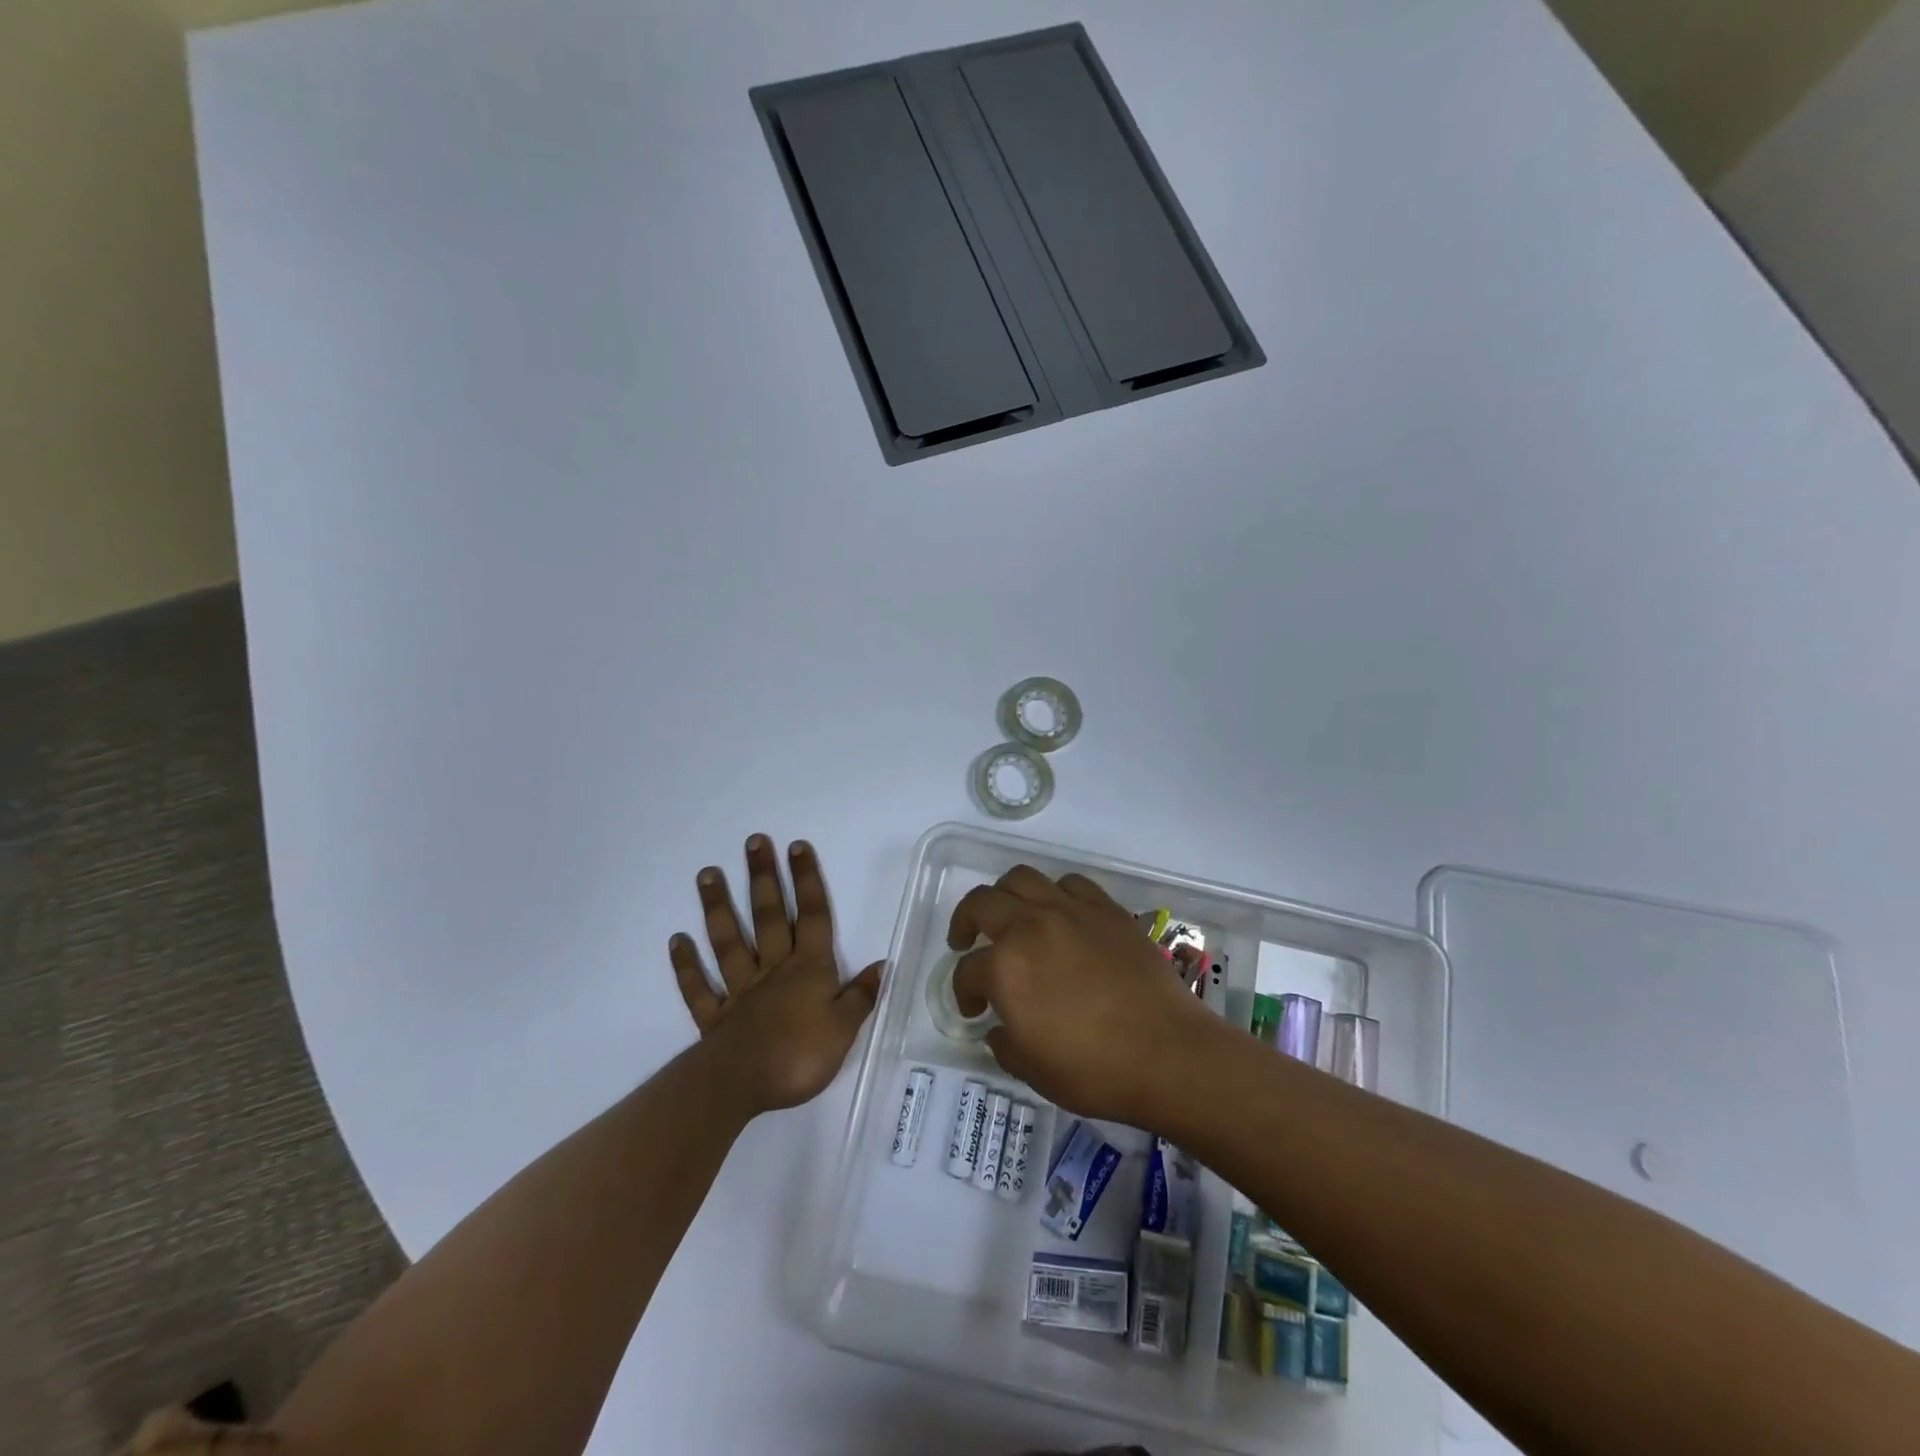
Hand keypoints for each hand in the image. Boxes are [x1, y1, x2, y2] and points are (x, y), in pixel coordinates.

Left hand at [670, 836, 881, 1113]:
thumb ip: (861, 996)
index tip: (797, 847)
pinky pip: (699, 987)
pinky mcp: (715, 1017)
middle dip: (764, 878)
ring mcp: (741, 990)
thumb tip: (884, 965)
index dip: (807, 881)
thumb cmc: (800, 1055)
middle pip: (769, 917)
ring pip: (729, 941)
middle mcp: (774, 970)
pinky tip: (677, 940)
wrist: (741, 1085)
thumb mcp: (844, 1029)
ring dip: (719, 907)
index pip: (812, 916)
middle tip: (753, 842)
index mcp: (809, 969)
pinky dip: (686, 965)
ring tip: (708, 873)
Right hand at [949, 865, 1222, 1125]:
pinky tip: (1059, 914)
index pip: (968, 971)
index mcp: (1005, 966)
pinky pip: (1070, 884)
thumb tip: (1001, 1026)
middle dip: (965, 922)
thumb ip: (1004, 1042)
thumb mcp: (1032, 1070)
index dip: (963, 991)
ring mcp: (1070, 911)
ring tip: (1009, 916)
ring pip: (1021, 878)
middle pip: (981, 903)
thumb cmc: (1094, 1070)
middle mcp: (1030, 926)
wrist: (1169, 1053)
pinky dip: (1055, 894)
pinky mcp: (1106, 909)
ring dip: (1004, 895)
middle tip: (966, 941)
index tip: (974, 1010)